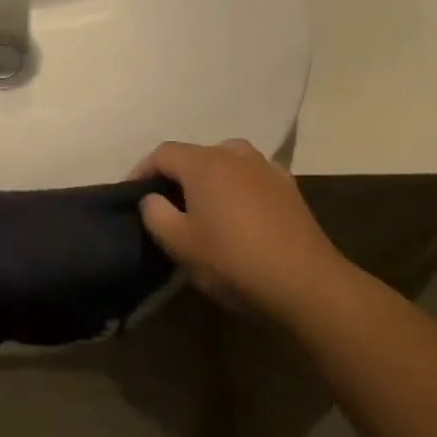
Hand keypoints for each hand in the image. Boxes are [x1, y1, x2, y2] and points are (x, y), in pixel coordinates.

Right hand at [133, 139, 349, 318]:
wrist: (305, 283)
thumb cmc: (232, 260)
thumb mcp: (178, 242)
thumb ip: (155, 213)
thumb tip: (152, 198)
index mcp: (205, 163)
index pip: (163, 154)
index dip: (141, 170)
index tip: (131, 194)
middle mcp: (236, 155)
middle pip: (196, 154)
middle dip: (176, 174)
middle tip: (165, 202)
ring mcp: (267, 169)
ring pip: (227, 162)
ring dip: (209, 178)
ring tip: (201, 205)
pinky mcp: (289, 188)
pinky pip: (252, 177)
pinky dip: (237, 186)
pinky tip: (237, 211)